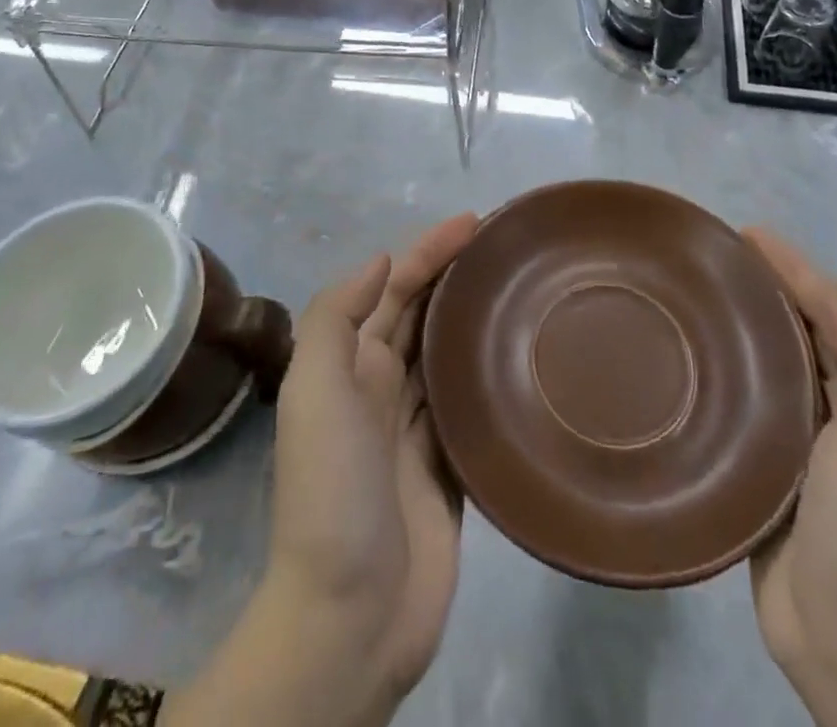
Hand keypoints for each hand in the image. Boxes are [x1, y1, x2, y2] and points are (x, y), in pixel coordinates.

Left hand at [266, 213, 479, 703]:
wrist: (350, 613)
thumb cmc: (332, 488)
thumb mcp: (313, 390)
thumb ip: (337, 318)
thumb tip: (380, 261)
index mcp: (352, 363)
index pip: (394, 287)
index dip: (429, 250)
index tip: (474, 223)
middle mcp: (383, 386)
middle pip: (423, 312)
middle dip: (455, 273)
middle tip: (506, 246)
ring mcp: (417, 427)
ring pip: (448, 353)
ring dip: (474, 316)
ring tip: (520, 287)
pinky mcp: (450, 465)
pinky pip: (470, 404)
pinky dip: (489, 373)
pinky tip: (523, 356)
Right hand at [744, 230, 836, 726]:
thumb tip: (821, 298)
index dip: (796, 268)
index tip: (746, 234)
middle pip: (809, 334)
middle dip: (771, 290)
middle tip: (715, 261)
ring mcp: (816, 449)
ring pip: (779, 367)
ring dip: (749, 329)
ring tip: (699, 300)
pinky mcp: (777, 474)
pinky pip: (755, 405)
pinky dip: (733, 374)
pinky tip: (698, 363)